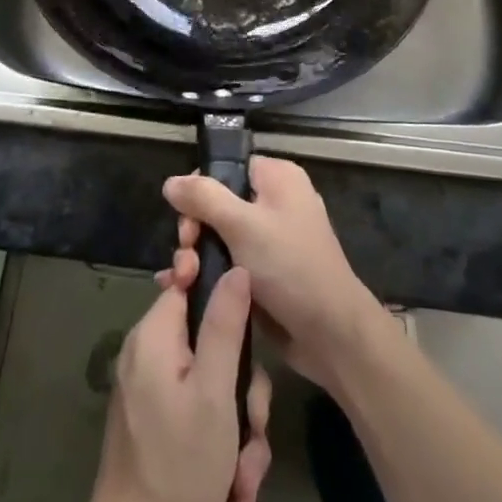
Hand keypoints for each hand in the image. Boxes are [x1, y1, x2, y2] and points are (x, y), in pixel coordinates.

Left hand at [64, 270, 273, 501]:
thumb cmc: (179, 466)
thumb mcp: (215, 393)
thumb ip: (225, 325)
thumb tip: (236, 267)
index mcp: (155, 335)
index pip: (189, 282)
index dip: (222, 294)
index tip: (248, 327)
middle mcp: (149, 354)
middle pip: (211, 342)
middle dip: (242, 391)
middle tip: (253, 429)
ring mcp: (152, 390)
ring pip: (212, 384)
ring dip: (238, 429)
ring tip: (244, 477)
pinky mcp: (158, 422)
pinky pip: (199, 411)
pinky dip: (221, 444)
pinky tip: (233, 489)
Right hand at [163, 157, 387, 391]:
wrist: (330, 333)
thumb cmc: (289, 266)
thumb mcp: (242, 225)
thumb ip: (204, 198)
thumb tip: (170, 182)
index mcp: (277, 178)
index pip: (227, 168)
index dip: (201, 189)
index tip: (186, 220)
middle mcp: (275, 203)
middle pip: (218, 204)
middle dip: (194, 230)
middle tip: (186, 256)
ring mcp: (270, 241)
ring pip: (219, 237)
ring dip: (196, 257)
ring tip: (182, 281)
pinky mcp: (265, 274)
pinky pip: (228, 263)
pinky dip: (207, 274)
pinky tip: (183, 290)